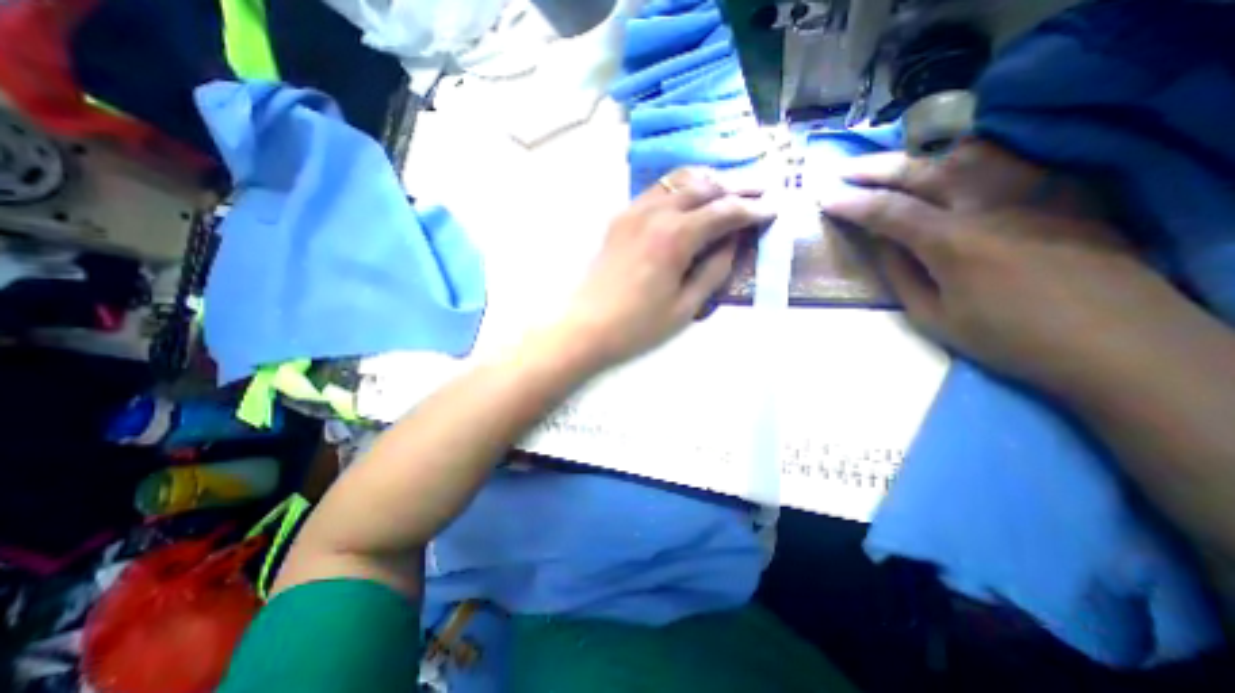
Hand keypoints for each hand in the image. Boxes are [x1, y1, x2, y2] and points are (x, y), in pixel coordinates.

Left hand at [560, 168, 768, 370]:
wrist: (585, 326)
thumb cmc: (637, 326)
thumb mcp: (685, 307)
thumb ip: (714, 270)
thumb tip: (734, 242)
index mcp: (676, 237)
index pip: (724, 211)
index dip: (753, 209)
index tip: (773, 208)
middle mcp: (655, 212)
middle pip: (704, 186)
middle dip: (736, 186)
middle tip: (760, 190)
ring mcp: (633, 211)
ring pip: (679, 180)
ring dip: (709, 180)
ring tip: (729, 188)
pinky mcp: (620, 217)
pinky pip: (657, 190)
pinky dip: (681, 187)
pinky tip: (691, 197)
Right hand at [818, 140, 1186, 393]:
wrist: (1114, 341)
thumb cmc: (1006, 337)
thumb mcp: (932, 316)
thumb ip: (900, 274)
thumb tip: (879, 243)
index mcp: (952, 242)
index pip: (888, 210)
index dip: (852, 203)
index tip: (825, 199)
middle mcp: (990, 204)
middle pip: (923, 170)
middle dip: (876, 168)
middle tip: (845, 171)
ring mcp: (1032, 190)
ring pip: (966, 151)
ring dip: (918, 153)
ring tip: (889, 160)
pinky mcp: (1061, 189)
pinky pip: (1003, 158)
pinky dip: (962, 154)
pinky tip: (944, 163)